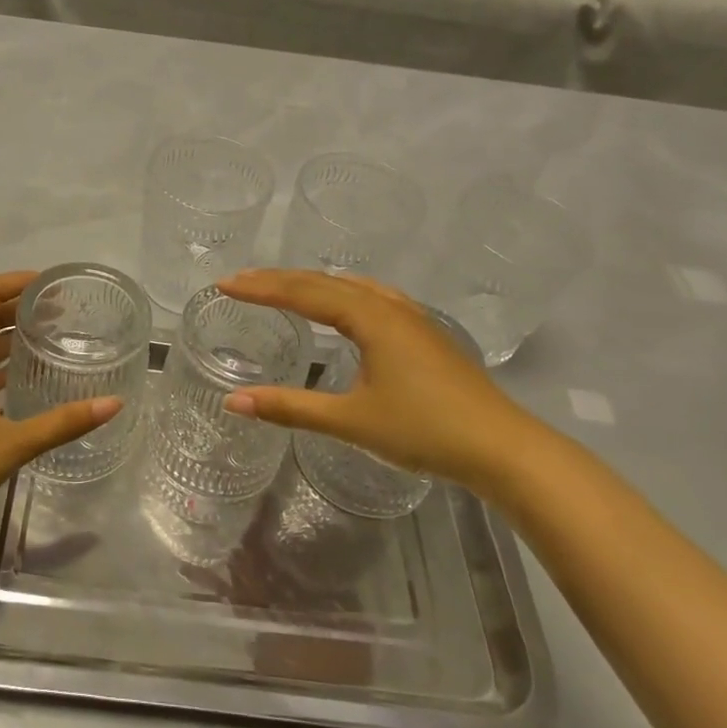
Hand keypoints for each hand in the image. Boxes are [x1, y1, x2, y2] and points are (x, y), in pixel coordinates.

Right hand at [217, 269, 534, 489]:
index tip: (224, 284)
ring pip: (351, 287)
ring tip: (281, 286)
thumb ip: (290, 408)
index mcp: (369, 318)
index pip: (302, 292)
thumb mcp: (350, 421)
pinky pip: (372, 297)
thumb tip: (234, 402)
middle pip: (324, 282)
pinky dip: (343, 293)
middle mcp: (388, 307)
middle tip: (240, 280)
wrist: (502, 447)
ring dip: (311, 284)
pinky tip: (346, 304)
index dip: (260, 288)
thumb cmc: (424, 431)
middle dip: (279, 280)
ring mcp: (411, 317)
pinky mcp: (424, 333)